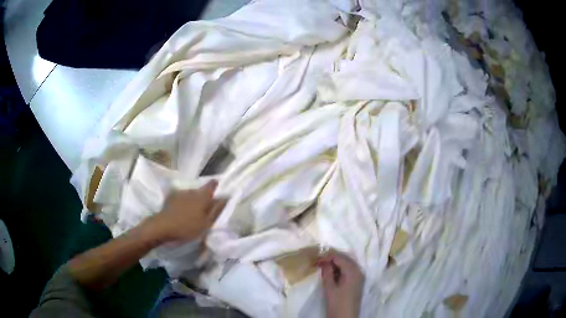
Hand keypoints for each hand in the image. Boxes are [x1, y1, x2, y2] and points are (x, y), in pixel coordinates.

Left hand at [146, 180, 226, 242]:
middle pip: (201, 191)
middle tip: (206, 210)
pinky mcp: (170, 198)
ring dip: (194, 201)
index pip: (212, 185)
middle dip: (205, 198)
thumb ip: (216, 210)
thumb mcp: (206, 223)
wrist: (161, 227)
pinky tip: (183, 212)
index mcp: (202, 196)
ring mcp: (180, 193)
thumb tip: (226, 197)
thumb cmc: (186, 228)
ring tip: (194, 213)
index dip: (216, 186)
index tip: (219, 192)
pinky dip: (185, 203)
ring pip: (191, 195)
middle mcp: (191, 191)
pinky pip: (182, 198)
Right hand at [318, 250, 363, 317]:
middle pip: (346, 259)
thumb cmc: (337, 303)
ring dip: (337, 263)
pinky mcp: (357, 282)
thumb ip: (327, 272)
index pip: (340, 258)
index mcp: (353, 271)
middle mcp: (359, 271)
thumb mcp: (330, 288)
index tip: (317, 259)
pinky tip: (332, 273)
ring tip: (324, 266)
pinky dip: (341, 269)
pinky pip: (349, 270)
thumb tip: (324, 261)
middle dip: (333, 258)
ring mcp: (359, 277)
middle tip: (319, 261)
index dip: (328, 256)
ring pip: (348, 264)